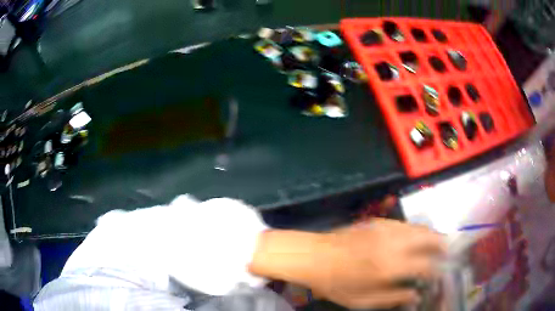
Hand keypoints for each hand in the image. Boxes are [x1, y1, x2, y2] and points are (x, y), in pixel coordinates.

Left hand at [250, 219, 444, 309]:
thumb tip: (415, 296)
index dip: (436, 269)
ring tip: (435, 243)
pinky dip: (415, 230)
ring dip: (430, 234)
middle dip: (441, 243)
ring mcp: (386, 229)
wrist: (314, 256)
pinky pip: (404, 223)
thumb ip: (392, 298)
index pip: (425, 265)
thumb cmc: (336, 283)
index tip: (440, 273)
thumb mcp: (362, 300)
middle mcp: (393, 243)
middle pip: (428, 237)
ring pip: (418, 227)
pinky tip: (414, 237)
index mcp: (390, 266)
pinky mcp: (377, 221)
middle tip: (446, 250)